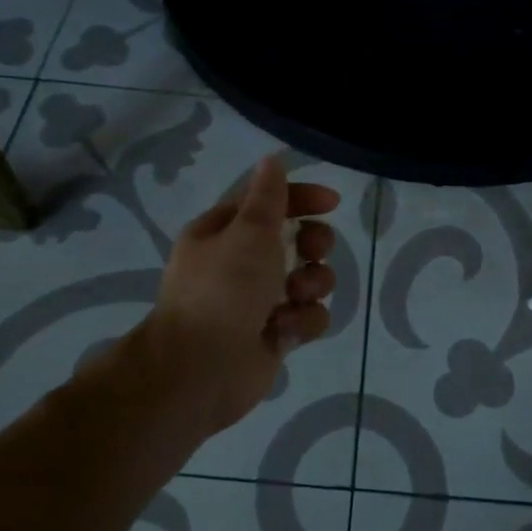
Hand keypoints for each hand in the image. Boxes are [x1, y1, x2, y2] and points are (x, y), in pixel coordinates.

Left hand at [128, 155, 339, 438]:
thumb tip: (271, 160)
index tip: (332, 203)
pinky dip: (302, 321)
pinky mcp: (274, 334)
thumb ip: (267, 197)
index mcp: (222, 233)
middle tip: (313, 250)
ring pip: (308, 279)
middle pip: (294, 239)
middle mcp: (239, 264)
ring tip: (297, 295)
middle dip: (313, 243)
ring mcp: (257, 301)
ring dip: (312, 283)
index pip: (267, 203)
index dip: (301, 198)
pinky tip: (285, 329)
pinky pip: (306, 317)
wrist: (200, 371)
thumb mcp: (248, 232)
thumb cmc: (222, 289)